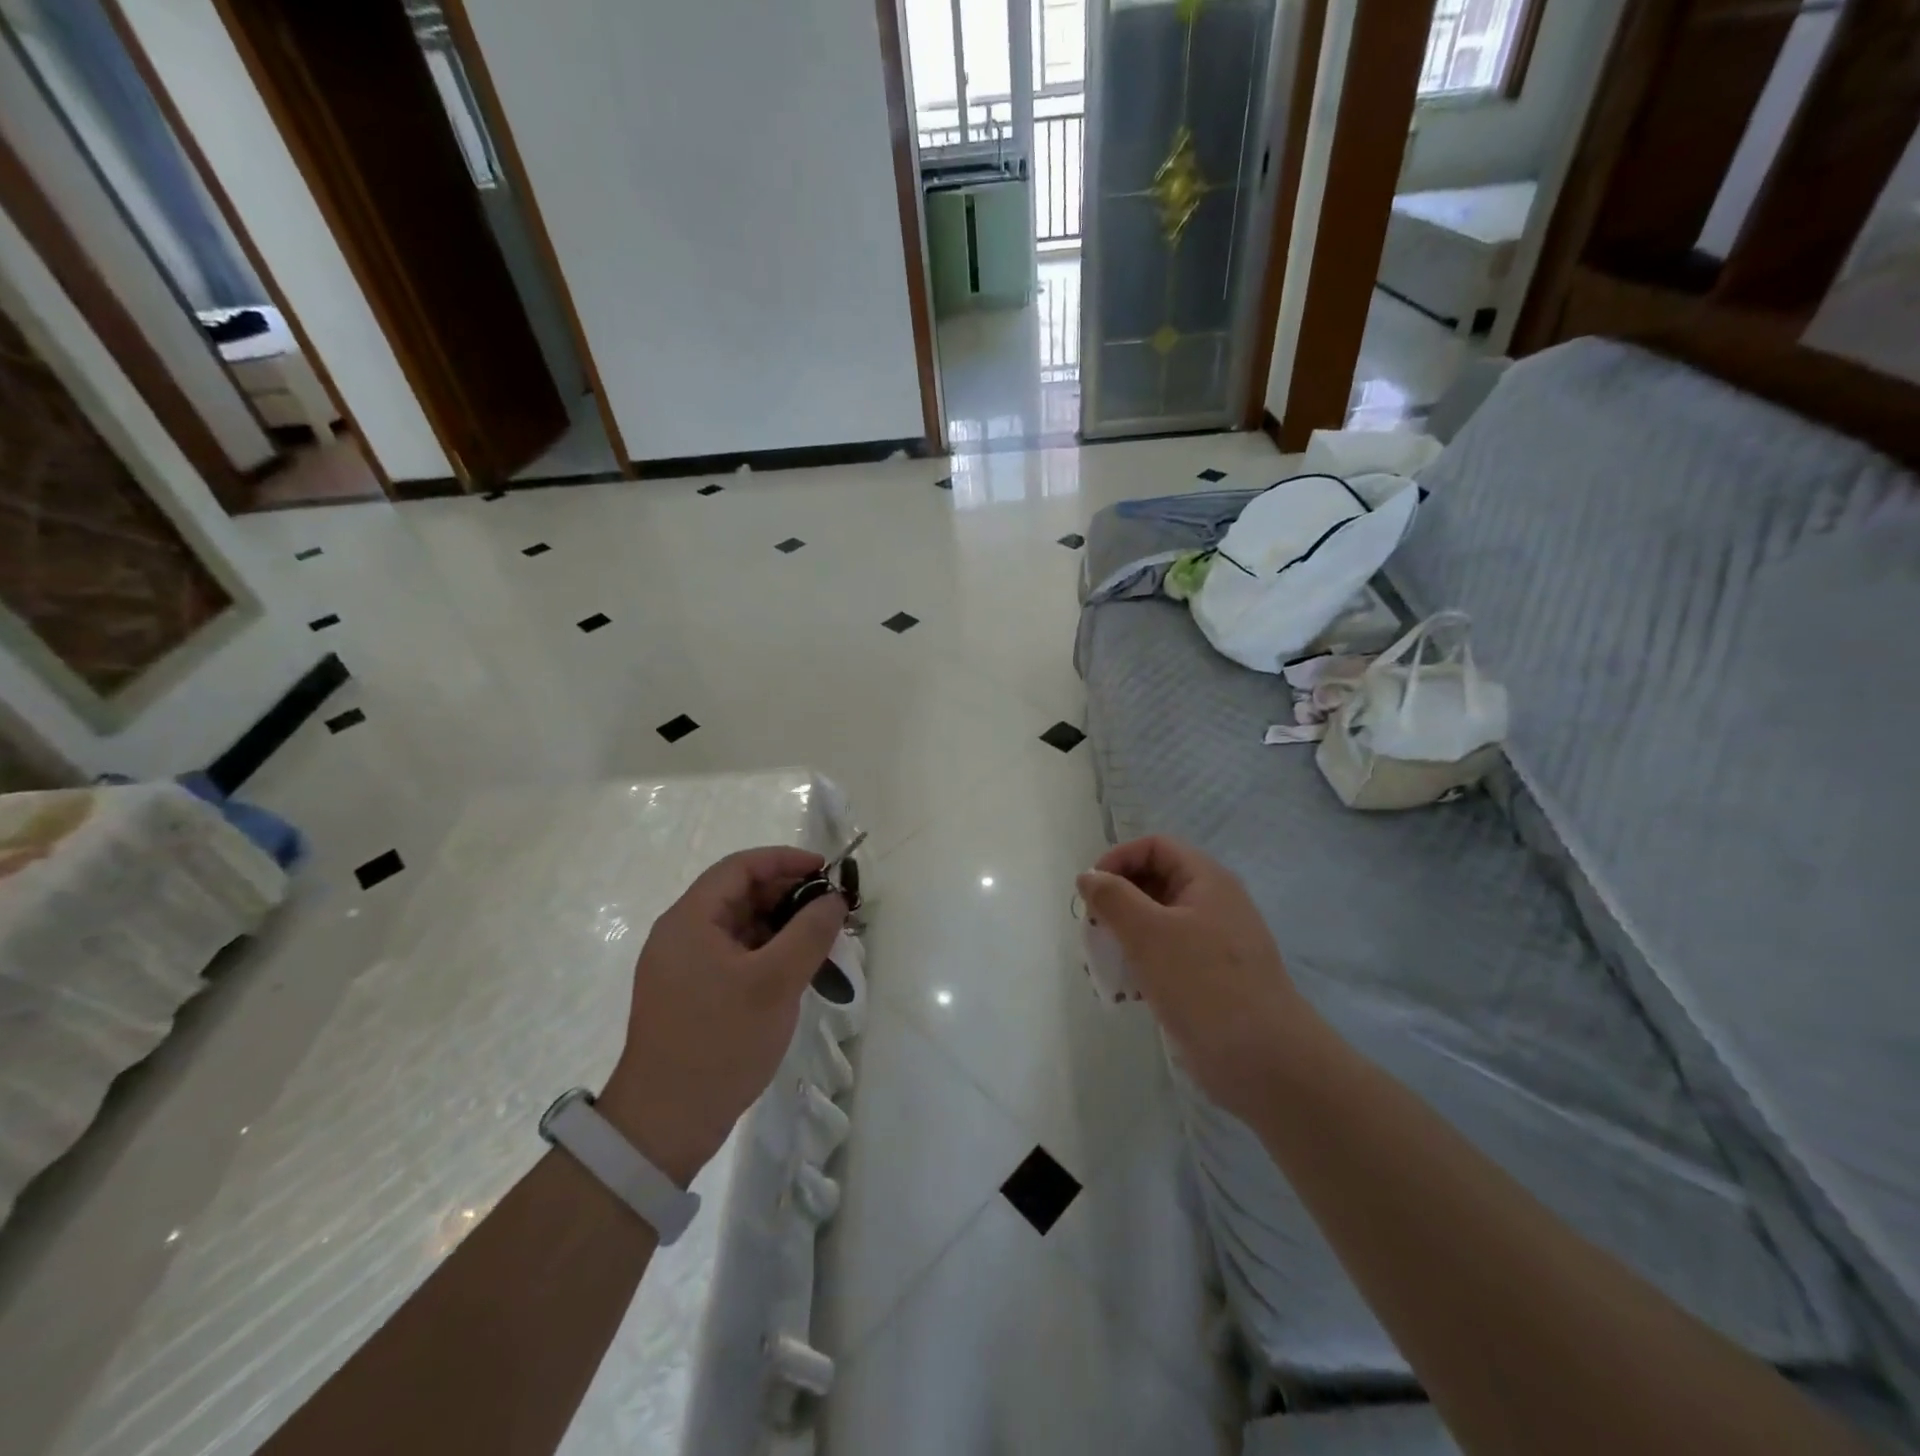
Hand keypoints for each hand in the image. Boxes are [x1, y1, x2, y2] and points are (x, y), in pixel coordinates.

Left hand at [599, 847, 844, 1185]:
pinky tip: (796, 971)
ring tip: (821, 942)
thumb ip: (810, 932)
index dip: (785, 860)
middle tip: (831, 910)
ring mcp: (684, 967)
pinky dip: (768, 953)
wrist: (664, 1125)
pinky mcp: (692, 994)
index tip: (826, 870)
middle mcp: (681, 935)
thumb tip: (834, 898)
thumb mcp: (775, 983)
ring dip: (781, 926)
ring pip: (740, 927)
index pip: (740, 867)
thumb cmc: (720, 1042)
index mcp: (690, 920)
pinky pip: (735, 956)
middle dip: (788, 895)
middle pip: (740, 894)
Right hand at [1077, 836, 1315, 1120]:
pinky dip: (1141, 965)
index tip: (1090, 891)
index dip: (1118, 859)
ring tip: (1102, 963)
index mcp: (1206, 880)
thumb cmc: (1203, 984)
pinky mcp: (1208, 979)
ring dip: (1124, 936)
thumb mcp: (1149, 933)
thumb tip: (1089, 876)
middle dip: (1117, 901)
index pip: (1155, 847)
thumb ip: (1113, 898)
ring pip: (1157, 922)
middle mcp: (1212, 904)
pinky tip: (1126, 992)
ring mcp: (1213, 943)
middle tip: (1093, 929)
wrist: (1265, 1061)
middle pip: (1154, 882)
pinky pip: (1166, 956)